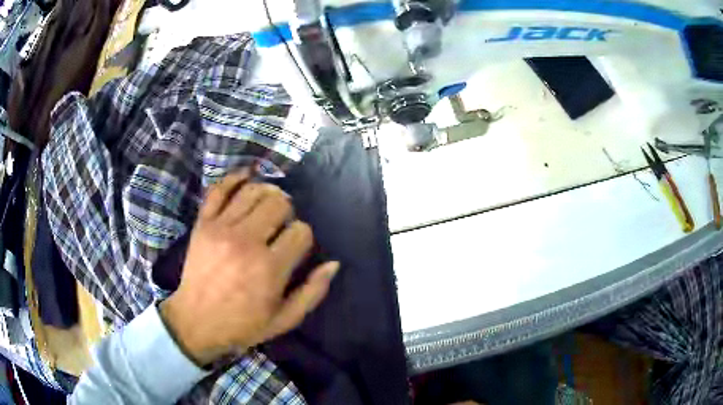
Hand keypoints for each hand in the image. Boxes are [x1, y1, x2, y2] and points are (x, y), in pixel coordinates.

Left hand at [159, 170, 338, 365]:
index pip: (301, 231)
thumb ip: (312, 292)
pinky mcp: (203, 223)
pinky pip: (219, 189)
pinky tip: (246, 176)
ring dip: (267, 193)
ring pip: (253, 190)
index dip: (304, 237)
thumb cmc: (242, 325)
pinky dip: (234, 177)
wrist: (195, 322)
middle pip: (279, 203)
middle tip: (282, 225)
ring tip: (268, 205)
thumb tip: (333, 263)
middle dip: (288, 212)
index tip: (296, 248)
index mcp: (270, 268)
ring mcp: (221, 229)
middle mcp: (247, 242)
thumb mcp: (284, 320)